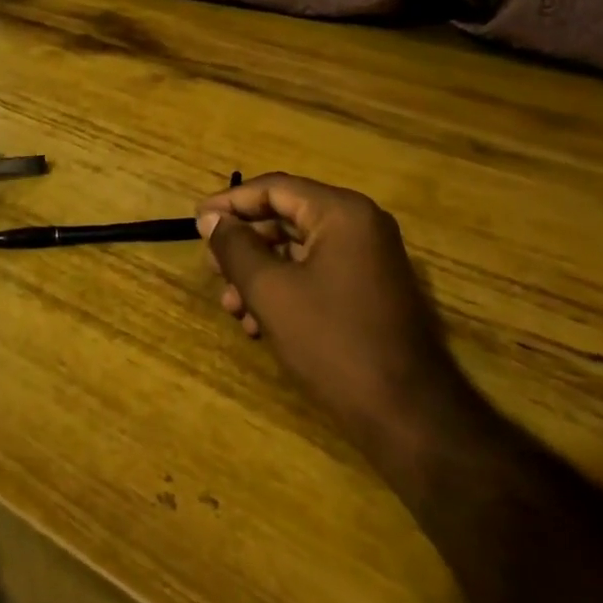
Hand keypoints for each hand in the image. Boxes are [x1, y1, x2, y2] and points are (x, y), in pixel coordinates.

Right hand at [196, 173, 469, 465]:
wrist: (406, 414)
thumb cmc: (332, 341)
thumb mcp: (271, 290)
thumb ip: (235, 247)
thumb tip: (211, 218)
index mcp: (342, 213)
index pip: (275, 188)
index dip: (231, 203)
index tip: (197, 222)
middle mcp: (360, 226)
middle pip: (286, 218)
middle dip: (244, 244)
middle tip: (211, 268)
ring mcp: (369, 260)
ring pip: (298, 251)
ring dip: (259, 273)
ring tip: (232, 306)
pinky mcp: (370, 291)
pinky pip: (317, 274)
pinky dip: (285, 290)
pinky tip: (259, 324)